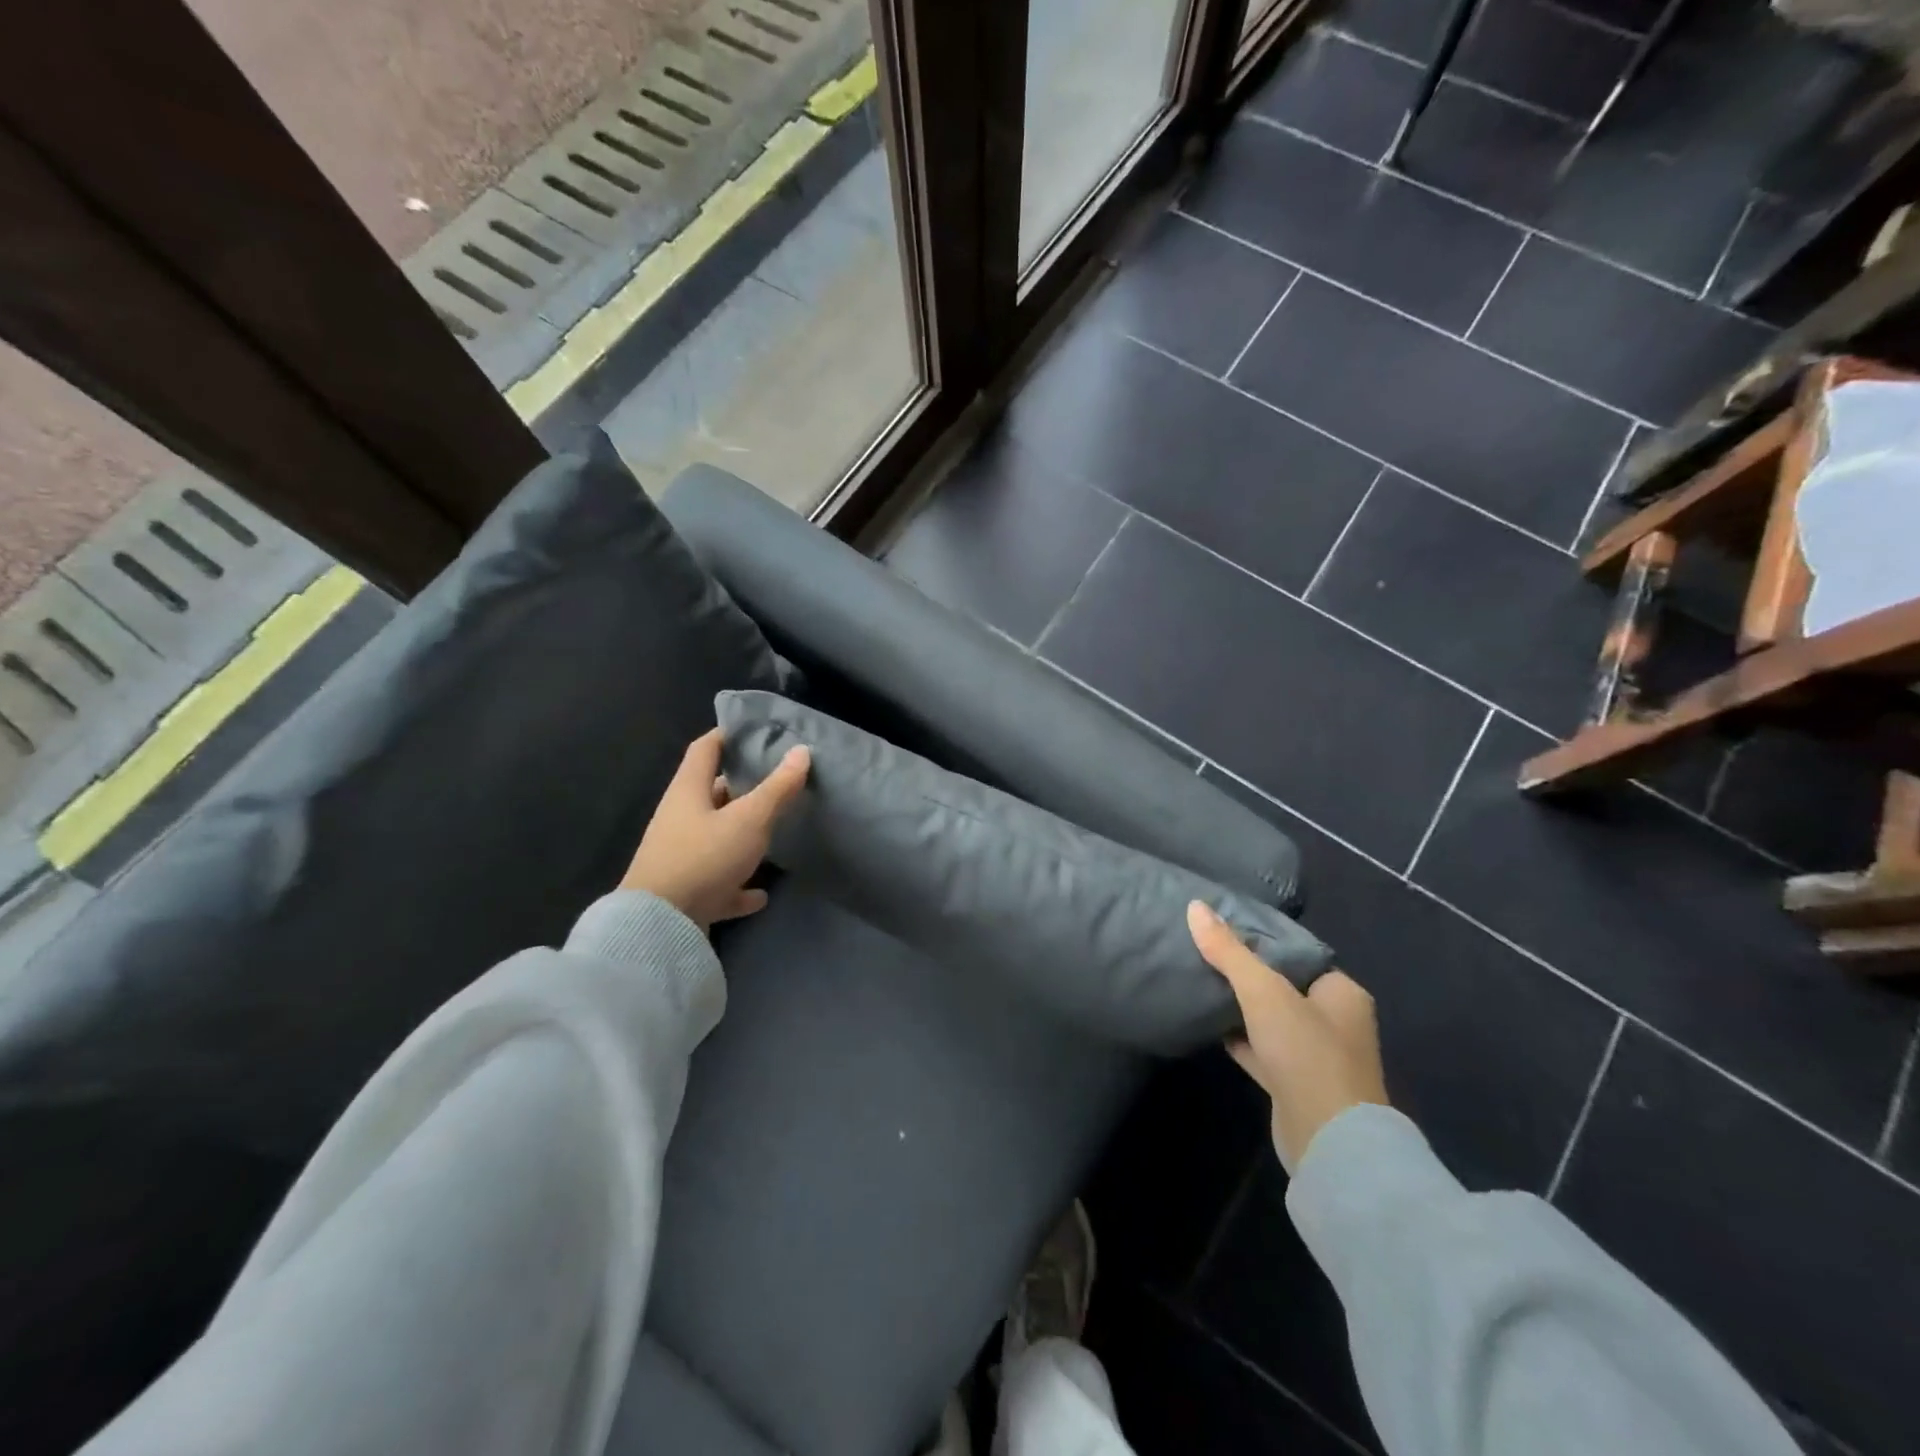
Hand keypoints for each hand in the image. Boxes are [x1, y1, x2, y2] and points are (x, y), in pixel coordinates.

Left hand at [623, 729, 810, 932]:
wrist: (660, 926)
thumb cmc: (705, 857)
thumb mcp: (750, 819)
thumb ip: (778, 787)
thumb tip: (801, 751)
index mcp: (689, 791)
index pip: (705, 749)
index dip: (727, 735)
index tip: (753, 731)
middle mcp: (680, 819)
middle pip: (710, 793)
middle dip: (740, 786)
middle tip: (774, 780)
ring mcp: (680, 857)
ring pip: (714, 837)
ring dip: (740, 835)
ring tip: (772, 832)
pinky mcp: (686, 892)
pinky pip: (718, 882)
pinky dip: (738, 886)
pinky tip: (760, 894)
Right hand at [1188, 901, 1388, 1170]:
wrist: (1328, 1141)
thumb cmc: (1306, 1053)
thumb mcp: (1263, 991)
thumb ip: (1229, 951)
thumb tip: (1196, 907)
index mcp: (1342, 994)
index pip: (1300, 956)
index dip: (1264, 943)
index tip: (1225, 930)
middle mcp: (1336, 1023)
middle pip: (1284, 988)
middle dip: (1248, 976)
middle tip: (1206, 953)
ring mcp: (1316, 1057)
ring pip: (1271, 1021)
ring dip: (1242, 1009)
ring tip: (1200, 982)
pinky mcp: (1295, 1085)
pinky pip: (1262, 1051)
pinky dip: (1239, 1039)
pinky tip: (1209, 1026)